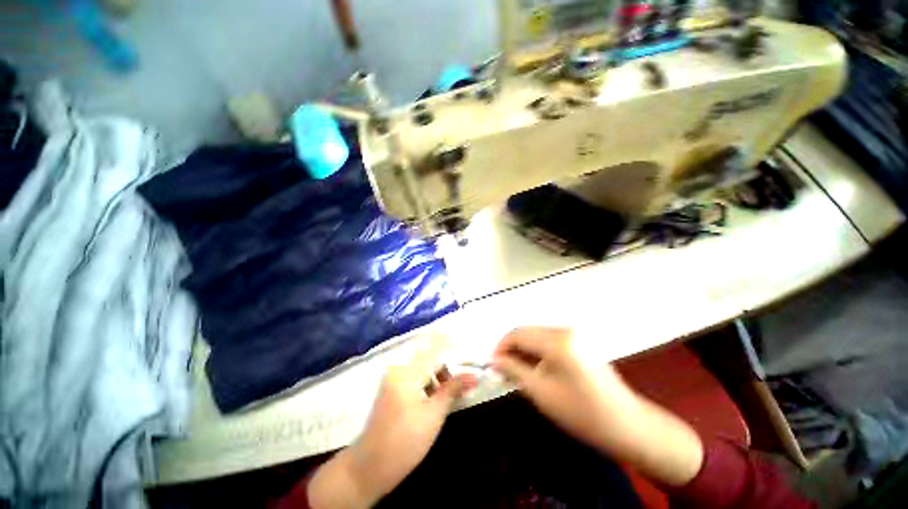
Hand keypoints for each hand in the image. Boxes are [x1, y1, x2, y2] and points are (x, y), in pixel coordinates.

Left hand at [306, 362, 475, 507]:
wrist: (368, 468)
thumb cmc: (404, 442)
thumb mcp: (434, 415)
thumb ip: (453, 389)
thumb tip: (473, 375)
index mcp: (407, 371)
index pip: (433, 347)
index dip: (451, 344)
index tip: (467, 349)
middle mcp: (398, 369)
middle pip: (428, 356)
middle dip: (447, 365)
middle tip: (463, 380)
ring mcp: (393, 378)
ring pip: (422, 367)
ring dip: (438, 375)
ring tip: (450, 393)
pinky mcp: (392, 389)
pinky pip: (415, 377)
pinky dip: (428, 382)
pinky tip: (435, 398)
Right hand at [492, 327, 703, 486]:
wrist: (627, 425)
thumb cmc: (582, 412)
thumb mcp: (542, 392)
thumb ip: (514, 370)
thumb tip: (494, 360)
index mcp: (557, 340)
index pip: (518, 333)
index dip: (501, 346)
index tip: (492, 363)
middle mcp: (565, 330)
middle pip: (528, 332)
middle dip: (511, 348)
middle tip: (502, 369)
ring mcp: (575, 335)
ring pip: (537, 336)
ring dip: (524, 350)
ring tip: (516, 371)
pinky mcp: (580, 342)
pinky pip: (550, 341)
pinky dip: (537, 352)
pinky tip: (534, 368)